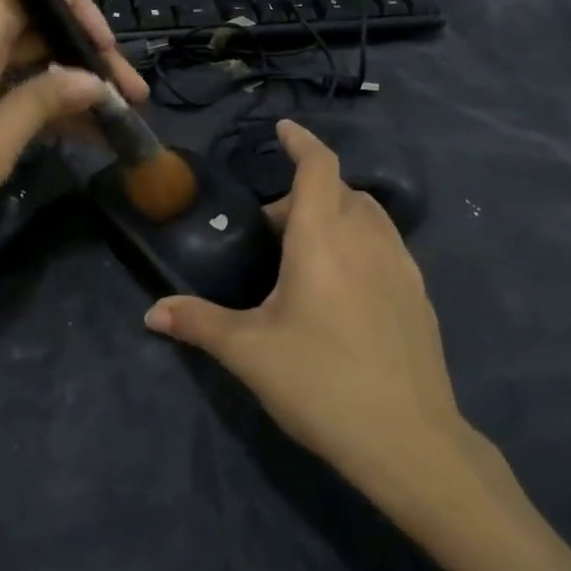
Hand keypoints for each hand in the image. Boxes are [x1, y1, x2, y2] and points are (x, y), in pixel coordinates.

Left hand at [0, 0, 147, 287]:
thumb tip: (90, 79)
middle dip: (82, 60)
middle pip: (29, 33)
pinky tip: (68, 133)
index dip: (74, 8)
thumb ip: (40, 106)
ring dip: (62, 88)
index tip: (108, 51)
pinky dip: (30, 105)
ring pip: (16, 66)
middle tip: (129, 100)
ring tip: (111, 124)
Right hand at [145, 121, 473, 494]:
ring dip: (337, 215)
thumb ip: (198, 322)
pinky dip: (361, 242)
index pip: (318, 166)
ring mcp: (402, 265)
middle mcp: (367, 237)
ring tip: (307, 254)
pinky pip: (386, 245)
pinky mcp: (419, 295)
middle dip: (305, 193)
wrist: (408, 441)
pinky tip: (343, 288)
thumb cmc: (320, 381)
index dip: (301, 142)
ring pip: (369, 215)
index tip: (283, 130)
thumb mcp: (248, 352)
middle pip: (340, 190)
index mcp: (323, 236)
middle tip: (271, 228)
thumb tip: (151, 313)